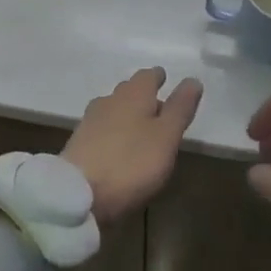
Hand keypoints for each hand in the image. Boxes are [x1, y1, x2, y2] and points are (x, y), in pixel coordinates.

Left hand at [62, 68, 201, 222]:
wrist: (77, 194)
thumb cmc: (130, 163)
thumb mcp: (166, 137)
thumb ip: (180, 108)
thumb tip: (193, 79)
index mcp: (134, 94)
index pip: (148, 75)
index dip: (158, 78)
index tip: (166, 81)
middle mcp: (110, 100)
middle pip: (129, 90)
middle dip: (143, 96)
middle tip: (159, 109)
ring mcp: (90, 122)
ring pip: (113, 109)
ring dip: (127, 115)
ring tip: (140, 131)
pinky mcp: (78, 144)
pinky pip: (101, 129)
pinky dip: (113, 133)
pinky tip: (118, 148)